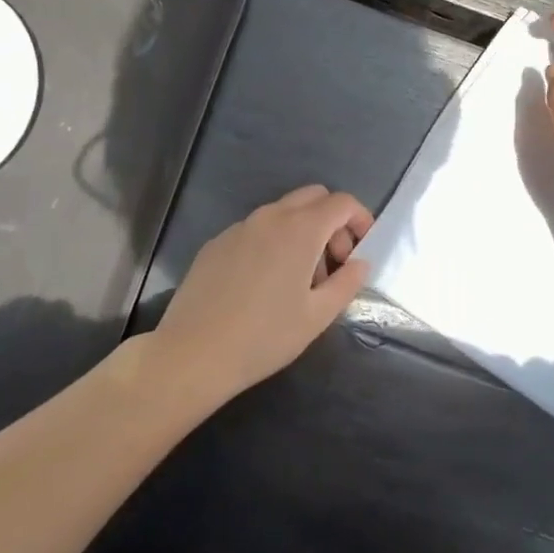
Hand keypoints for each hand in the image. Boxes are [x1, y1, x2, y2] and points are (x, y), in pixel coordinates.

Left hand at [145, 185, 373, 412]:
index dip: (360, 219)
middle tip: (333, 262)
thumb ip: (347, 283)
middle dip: (333, 221)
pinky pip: (256, 230)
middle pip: (313, 197)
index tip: (361, 251)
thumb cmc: (264, 337)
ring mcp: (239, 228)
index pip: (342, 202)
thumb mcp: (318, 316)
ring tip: (299, 279)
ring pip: (283, 212)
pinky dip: (273, 242)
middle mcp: (270, 217)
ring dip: (303, 232)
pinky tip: (263, 284)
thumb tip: (360, 263)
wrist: (192, 355)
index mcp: (300, 229)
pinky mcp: (216, 243)